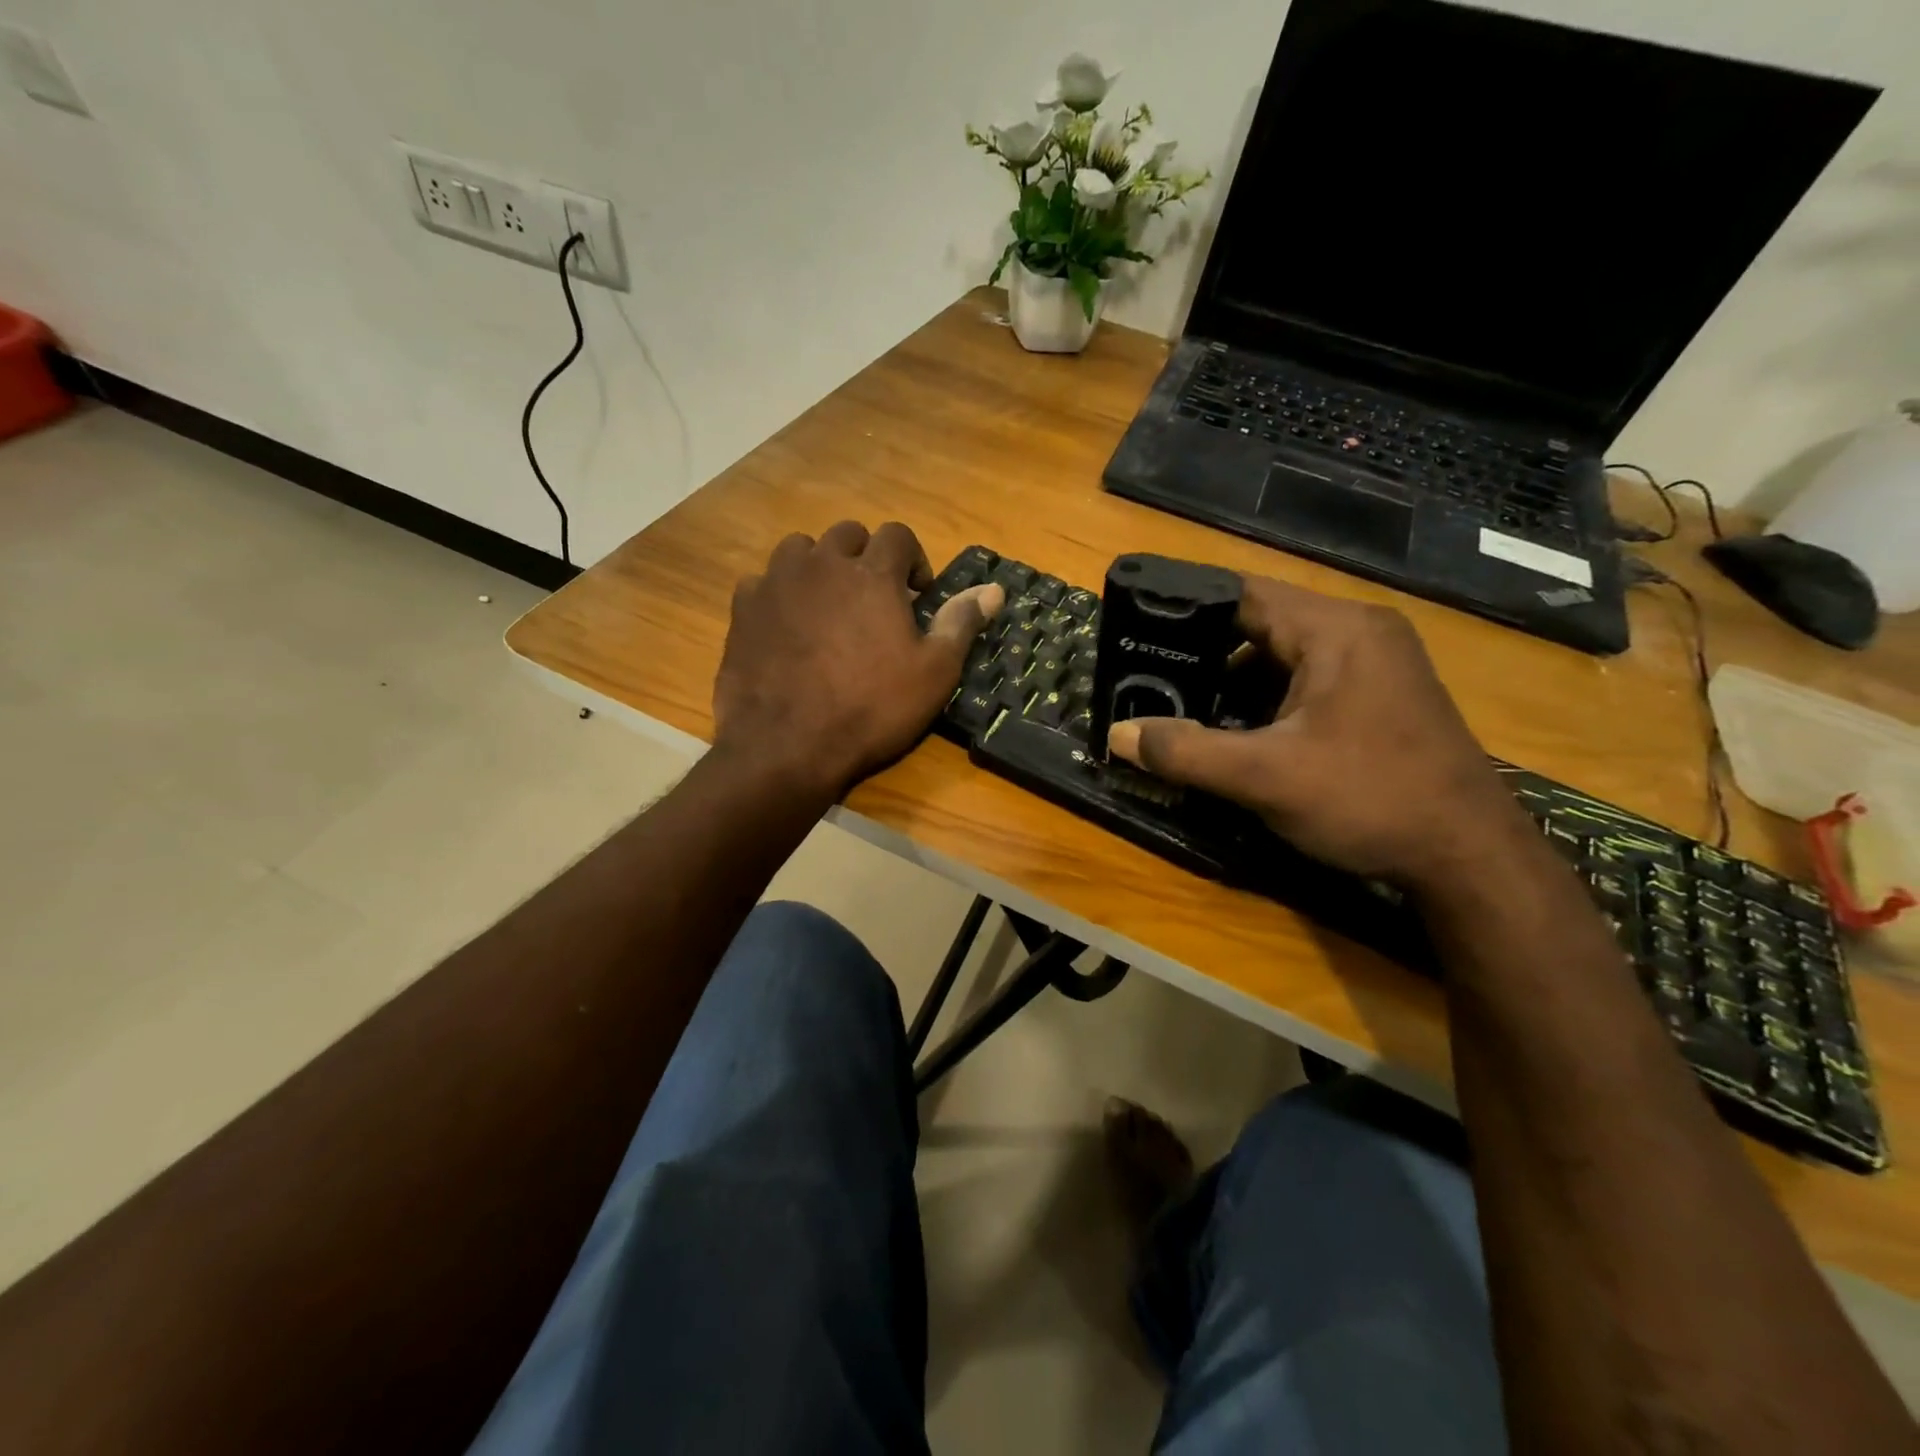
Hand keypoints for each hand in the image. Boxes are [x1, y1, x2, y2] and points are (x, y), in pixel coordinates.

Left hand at [713, 522, 1003, 797]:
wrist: (787, 745)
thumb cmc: (871, 709)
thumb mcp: (933, 673)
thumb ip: (961, 623)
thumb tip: (995, 589)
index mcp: (872, 574)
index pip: (898, 534)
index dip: (913, 559)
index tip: (916, 594)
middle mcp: (822, 564)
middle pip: (846, 534)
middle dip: (865, 557)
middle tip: (872, 599)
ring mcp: (776, 583)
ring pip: (799, 550)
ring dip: (818, 567)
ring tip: (826, 605)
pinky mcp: (743, 609)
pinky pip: (761, 583)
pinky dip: (777, 595)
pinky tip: (785, 627)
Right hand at [1107, 577, 1526, 889]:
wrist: (1470, 857)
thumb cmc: (1369, 800)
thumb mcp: (1265, 777)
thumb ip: (1185, 752)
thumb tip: (1116, 734)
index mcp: (1336, 629)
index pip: (1242, 594)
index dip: (1184, 609)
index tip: (1136, 631)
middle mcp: (1359, 631)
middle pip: (1261, 622)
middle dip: (1204, 651)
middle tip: (1149, 677)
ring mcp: (1376, 662)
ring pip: (1283, 654)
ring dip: (1235, 679)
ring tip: (1182, 705)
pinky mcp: (1380, 694)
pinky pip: (1307, 678)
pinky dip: (1267, 697)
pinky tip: (1237, 730)